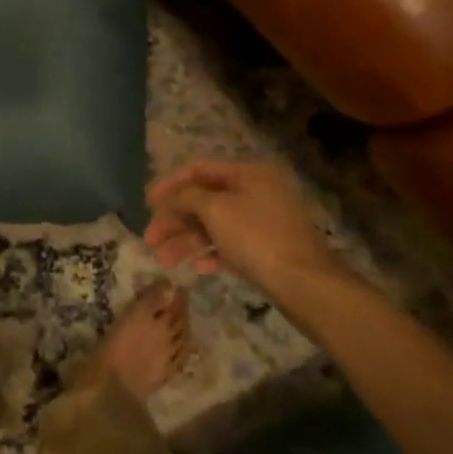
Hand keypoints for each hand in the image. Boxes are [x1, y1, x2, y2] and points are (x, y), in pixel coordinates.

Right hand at [143, 158, 346, 299]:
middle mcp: (257, 191)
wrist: (306, 284)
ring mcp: (263, 221)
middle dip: (175, 220)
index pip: (198, 169)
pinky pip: (230, 244)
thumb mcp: (215, 209)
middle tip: (150, 239)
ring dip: (187, 240)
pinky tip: (196, 267)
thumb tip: (172, 199)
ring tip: (164, 260)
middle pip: (204, 199)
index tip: (146, 203)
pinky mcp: (267, 248)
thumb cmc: (256, 237)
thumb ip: (186, 197)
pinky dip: (210, 252)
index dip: (169, 184)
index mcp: (248, 173)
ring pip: (214, 225)